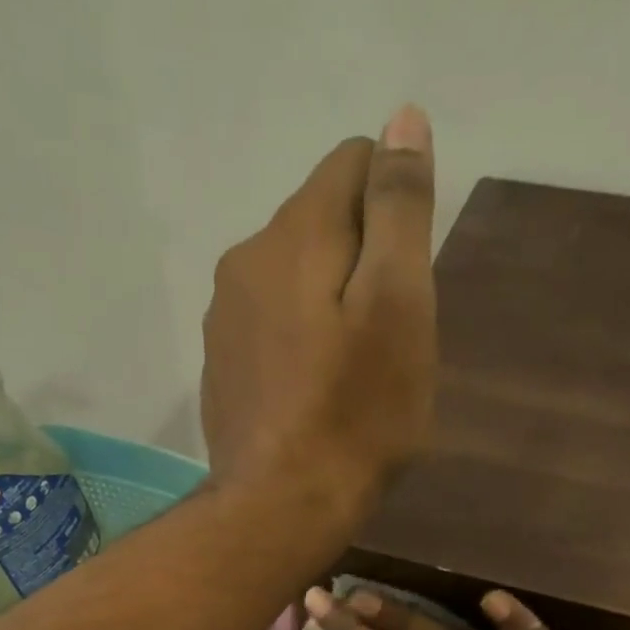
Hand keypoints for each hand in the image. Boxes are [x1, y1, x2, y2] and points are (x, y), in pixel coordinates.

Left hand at [200, 106, 436, 533]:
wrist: (280, 510)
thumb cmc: (355, 416)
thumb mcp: (400, 306)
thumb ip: (400, 210)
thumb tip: (402, 120)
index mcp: (293, 233)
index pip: (355, 165)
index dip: (396, 212)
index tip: (407, 285)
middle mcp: (244, 262)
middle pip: (322, 228)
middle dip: (363, 267)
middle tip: (385, 345)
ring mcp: (224, 323)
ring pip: (295, 285)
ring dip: (331, 311)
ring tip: (350, 381)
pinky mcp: (221, 373)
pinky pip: (271, 334)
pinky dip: (299, 350)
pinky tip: (313, 402)